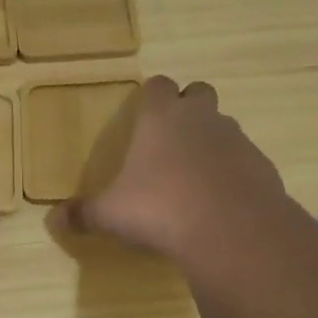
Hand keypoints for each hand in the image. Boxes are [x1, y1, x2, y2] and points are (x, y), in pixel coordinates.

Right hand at [49, 76, 291, 266]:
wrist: (234, 232)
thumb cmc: (161, 209)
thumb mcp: (112, 215)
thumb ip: (84, 214)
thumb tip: (55, 219)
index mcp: (161, 117)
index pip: (157, 85)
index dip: (150, 96)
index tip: (142, 115)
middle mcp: (201, 118)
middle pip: (198, 92)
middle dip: (187, 108)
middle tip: (171, 140)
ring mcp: (236, 139)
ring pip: (223, 125)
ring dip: (211, 140)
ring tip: (194, 176)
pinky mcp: (262, 165)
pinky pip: (244, 158)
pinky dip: (232, 171)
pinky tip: (220, 201)